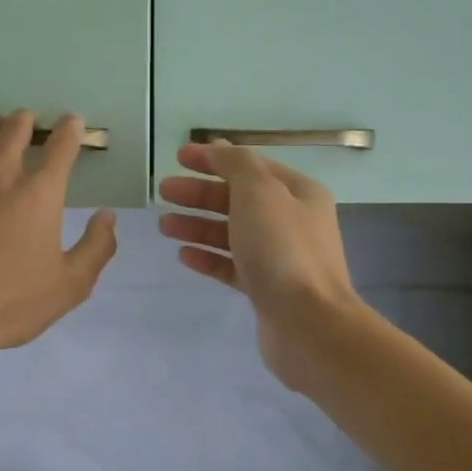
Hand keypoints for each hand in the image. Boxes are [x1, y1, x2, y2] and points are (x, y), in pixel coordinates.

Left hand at [0, 110, 117, 360]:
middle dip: (29, 121)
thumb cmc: (11, 302)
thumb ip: (96, 247)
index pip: (62, 147)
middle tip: (32, 121)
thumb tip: (107, 216)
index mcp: (41, 194)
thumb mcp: (70, 285)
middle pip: (17, 129)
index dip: (71, 129)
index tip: (74, 122)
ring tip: (0, 124)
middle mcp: (3, 174)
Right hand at [157, 142, 363, 393]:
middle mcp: (292, 221)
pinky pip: (232, 266)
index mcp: (297, 192)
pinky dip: (208, 257)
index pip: (250, 165)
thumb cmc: (282, 249)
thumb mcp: (258, 192)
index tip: (178, 157)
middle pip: (238, 199)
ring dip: (198, 225)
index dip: (214, 158)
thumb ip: (236, 164)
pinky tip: (184, 255)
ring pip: (231, 233)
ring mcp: (280, 257)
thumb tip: (219, 147)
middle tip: (164, 192)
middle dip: (199, 193)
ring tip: (164, 226)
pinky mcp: (266, 289)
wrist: (307, 323)